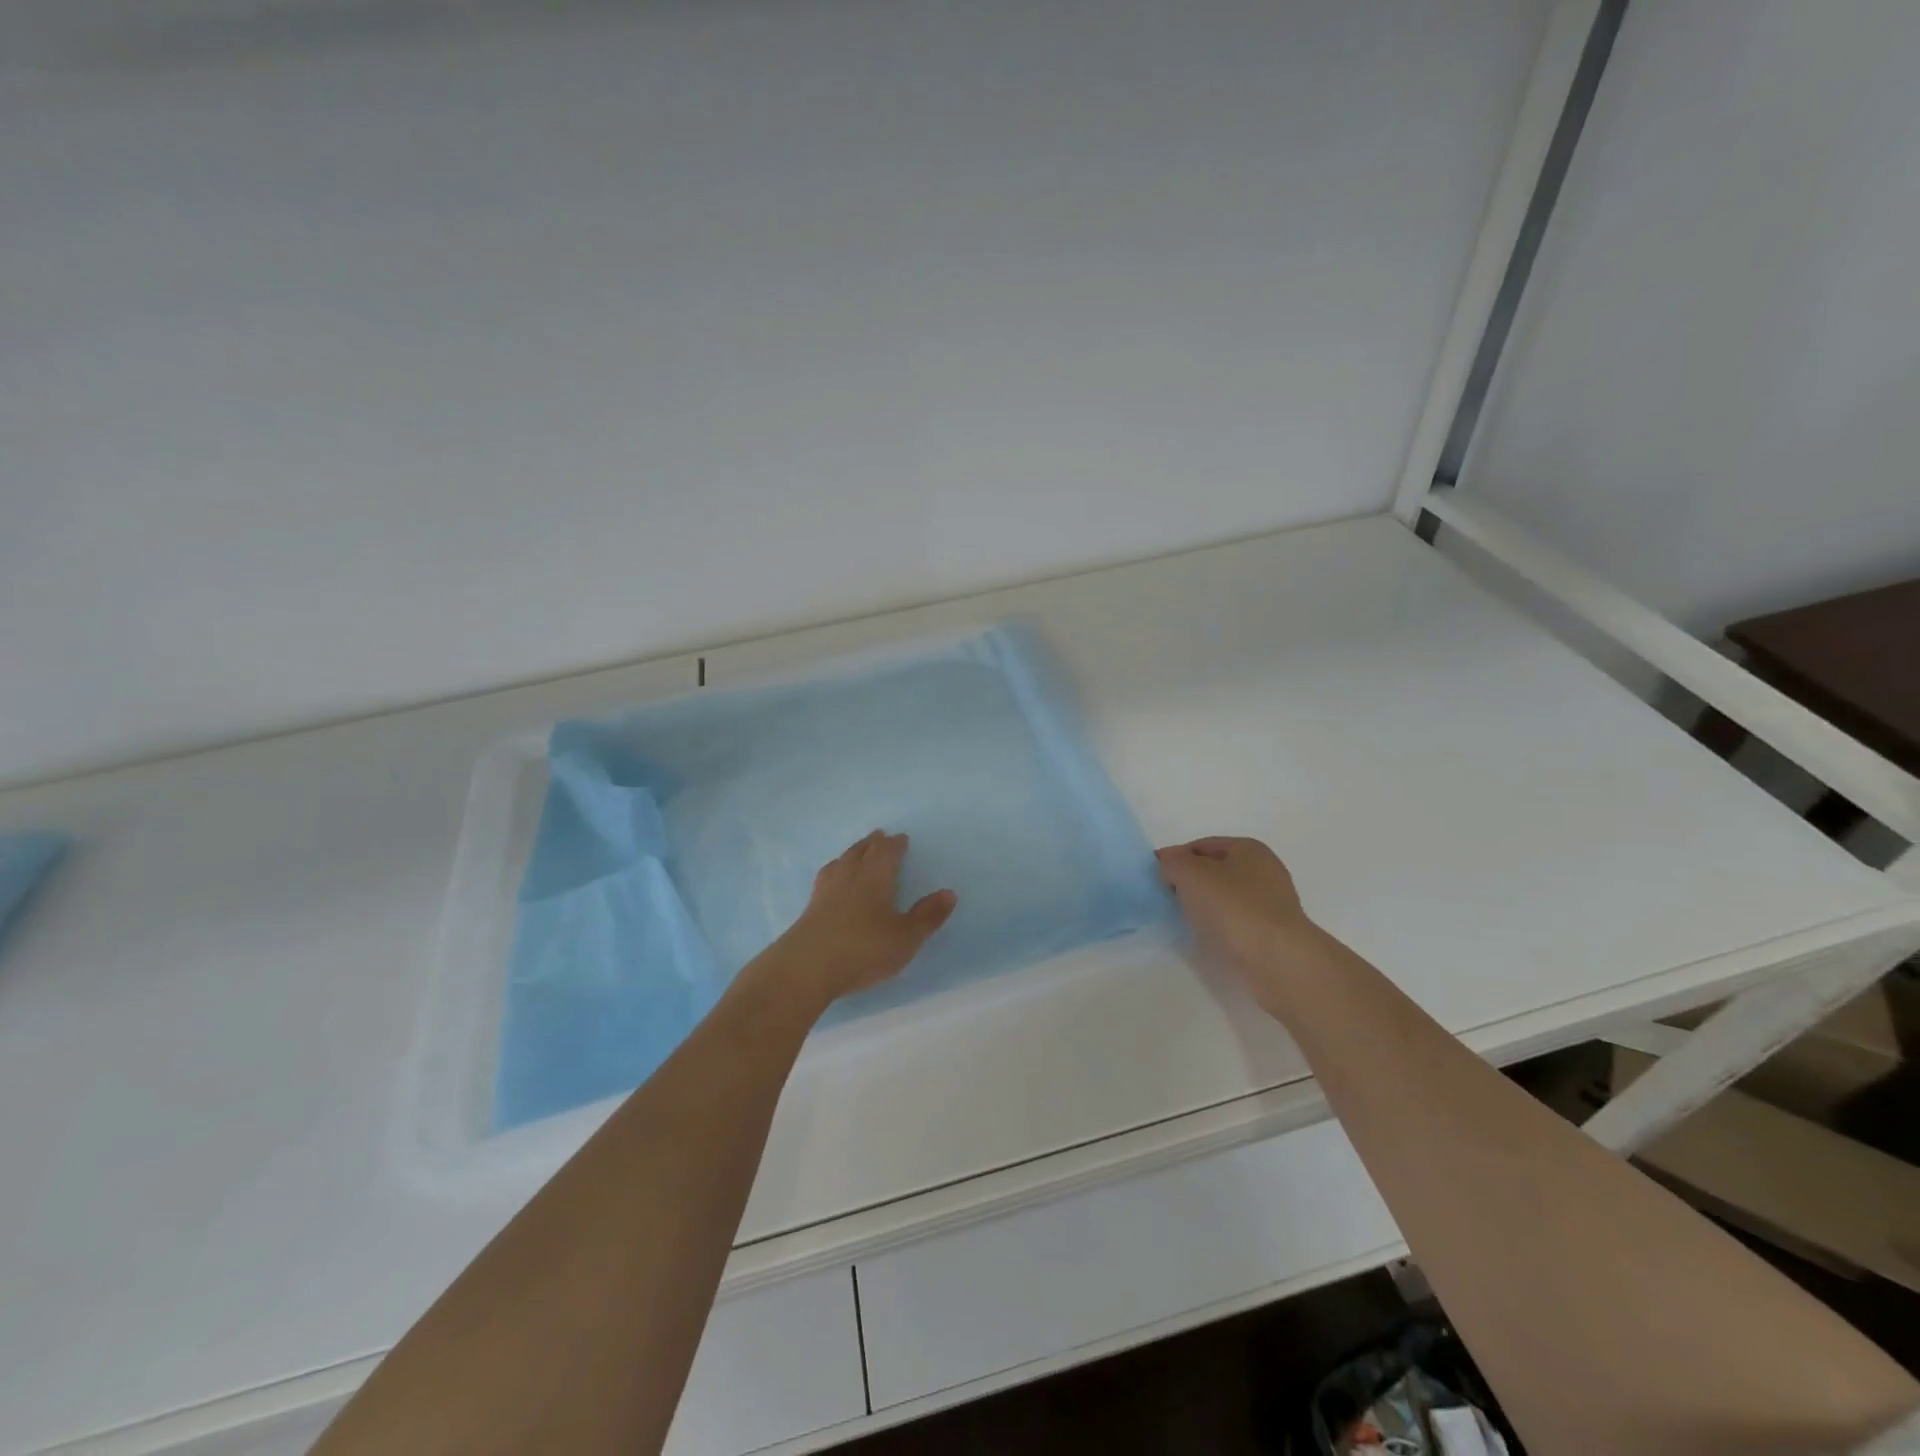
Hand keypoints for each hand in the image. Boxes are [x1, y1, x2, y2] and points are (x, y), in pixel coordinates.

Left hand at [775, 831, 957, 1006]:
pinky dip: (835, 871)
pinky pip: (827, 877)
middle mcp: (850, 875)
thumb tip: (949, 892)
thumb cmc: (863, 949)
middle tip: (880, 836)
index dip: (895, 844)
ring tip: (857, 852)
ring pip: (841, 861)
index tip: (901, 838)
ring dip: (852, 853)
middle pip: (862, 850)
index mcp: (875, 876)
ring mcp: (826, 890)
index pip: (886, 851)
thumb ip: (927, 916)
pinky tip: (833, 880)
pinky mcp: (809, 907)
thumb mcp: (905, 937)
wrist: (806, 967)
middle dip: (873, 843)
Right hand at [1156, 836, 1322, 1013]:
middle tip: (1167, 897)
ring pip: (1225, 897)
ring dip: (1204, 905)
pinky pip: (1236, 922)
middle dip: (1190, 881)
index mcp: (1249, 848)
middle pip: (1215, 870)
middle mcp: (1264, 870)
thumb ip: (1173, 863)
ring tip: (1184, 919)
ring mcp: (1271, 903)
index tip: (1156, 875)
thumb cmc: (1234, 908)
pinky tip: (1208, 937)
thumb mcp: (1191, 875)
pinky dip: (1219, 926)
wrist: (1278, 960)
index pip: (1201, 845)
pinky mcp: (1272, 932)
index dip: (1176, 857)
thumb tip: (1168, 863)